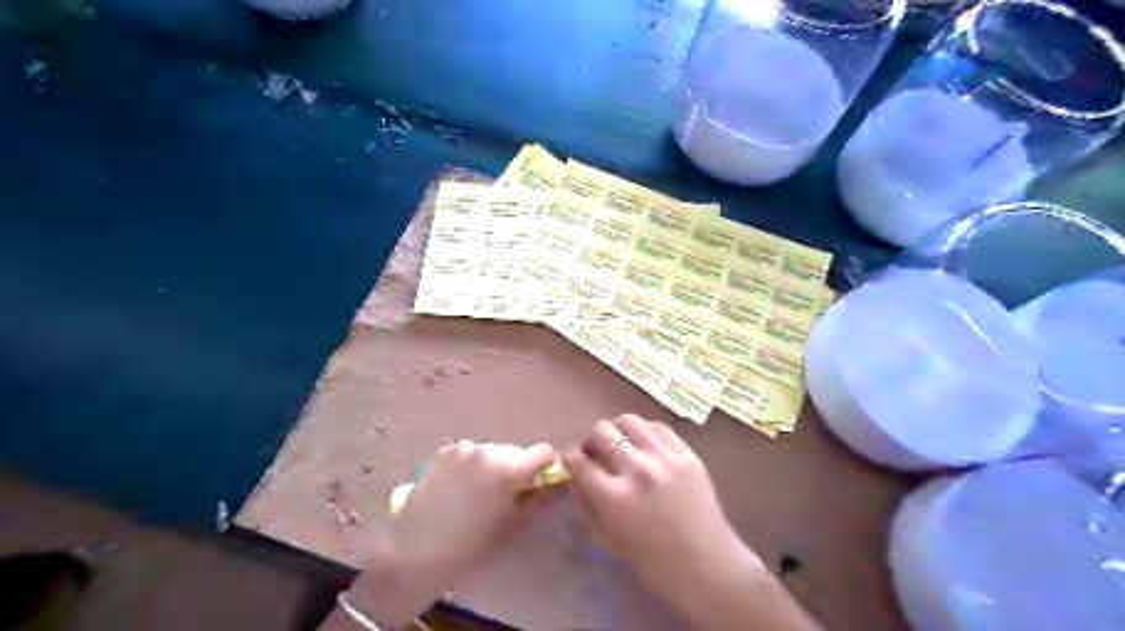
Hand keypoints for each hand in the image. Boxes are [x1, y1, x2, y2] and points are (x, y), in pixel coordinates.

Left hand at [392, 440, 557, 582]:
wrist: (413, 553)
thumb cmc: (469, 547)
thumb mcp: (511, 526)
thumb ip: (536, 500)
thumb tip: (553, 486)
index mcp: (509, 468)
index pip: (544, 452)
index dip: (545, 467)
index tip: (539, 484)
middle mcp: (488, 450)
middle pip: (516, 451)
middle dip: (517, 469)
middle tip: (507, 495)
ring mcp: (464, 449)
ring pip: (492, 452)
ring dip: (493, 467)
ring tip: (479, 495)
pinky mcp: (444, 453)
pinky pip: (470, 454)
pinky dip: (472, 466)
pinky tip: (460, 489)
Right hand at [562, 416, 765, 587]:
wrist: (708, 567)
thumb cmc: (655, 564)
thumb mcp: (611, 538)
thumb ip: (589, 502)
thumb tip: (575, 474)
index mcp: (615, 499)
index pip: (580, 463)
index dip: (570, 459)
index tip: (570, 460)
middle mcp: (637, 470)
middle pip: (601, 432)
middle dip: (591, 440)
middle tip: (595, 452)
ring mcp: (664, 458)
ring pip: (629, 421)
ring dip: (617, 429)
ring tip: (620, 443)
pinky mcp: (686, 453)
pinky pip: (658, 428)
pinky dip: (644, 432)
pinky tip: (644, 444)